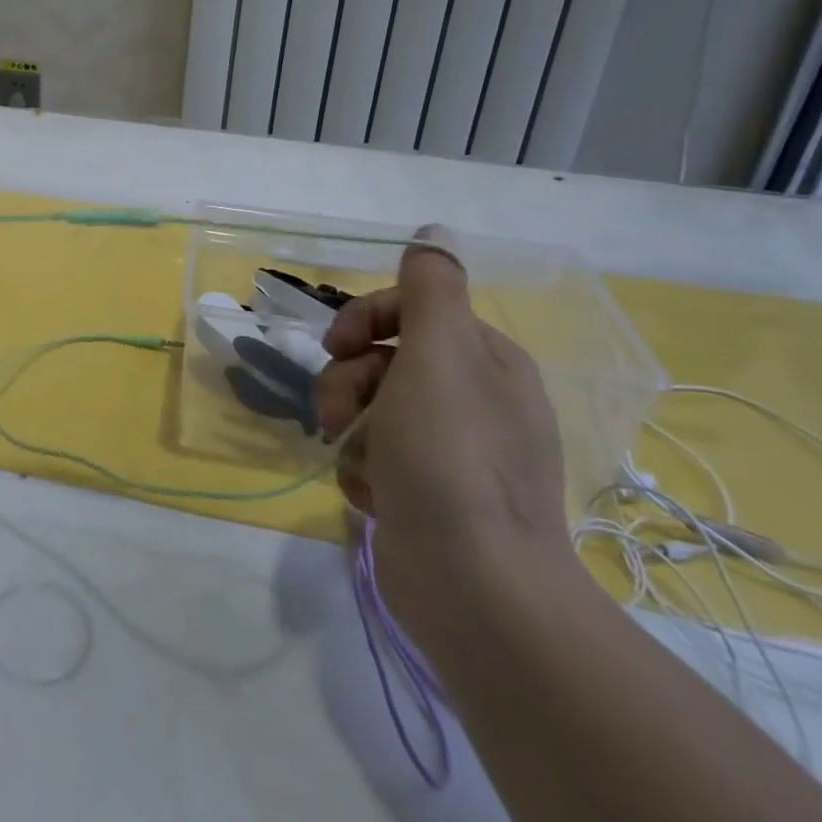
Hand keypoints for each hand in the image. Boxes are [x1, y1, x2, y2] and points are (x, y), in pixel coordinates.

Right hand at [314, 230, 575, 635]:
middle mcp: (476, 401)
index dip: (366, 319)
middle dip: (349, 382)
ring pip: (373, 412)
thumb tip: (434, 234)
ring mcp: (453, 453)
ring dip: (352, 431)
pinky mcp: (431, 497)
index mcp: (486, 362)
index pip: (413, 310)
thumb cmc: (449, 455)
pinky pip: (378, 459)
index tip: (335, 346)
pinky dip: (365, 472)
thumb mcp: (439, 354)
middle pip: (387, 362)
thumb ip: (431, 289)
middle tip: (334, 415)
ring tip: (355, 463)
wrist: (474, 586)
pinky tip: (372, 496)